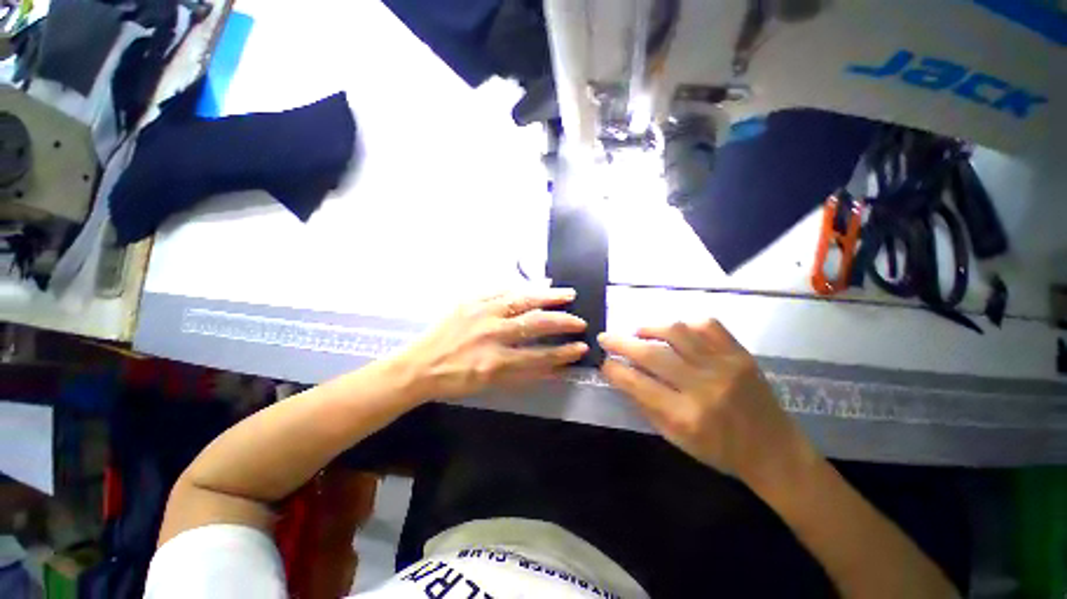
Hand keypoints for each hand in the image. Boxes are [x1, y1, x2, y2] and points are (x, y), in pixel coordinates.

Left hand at [396, 288, 588, 399]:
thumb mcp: (490, 385)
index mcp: (496, 362)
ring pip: (523, 300)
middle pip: (536, 324)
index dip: (564, 352)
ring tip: (568, 294)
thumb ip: (524, 374)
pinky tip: (537, 285)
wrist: (420, 365)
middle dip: (563, 322)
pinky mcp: (472, 300)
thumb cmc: (456, 380)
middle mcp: (492, 334)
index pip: (540, 356)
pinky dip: (523, 287)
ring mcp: (481, 312)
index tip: (581, 348)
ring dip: (549, 297)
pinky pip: (502, 289)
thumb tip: (554, 367)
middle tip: (580, 321)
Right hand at [599, 320, 813, 485]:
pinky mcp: (740, 354)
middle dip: (621, 343)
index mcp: (686, 415)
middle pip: (652, 354)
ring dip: (650, 328)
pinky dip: (685, 325)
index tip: (603, 361)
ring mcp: (725, 366)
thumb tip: (620, 374)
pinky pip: (707, 325)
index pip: (637, 383)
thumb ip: (645, 403)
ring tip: (638, 332)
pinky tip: (675, 332)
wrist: (774, 450)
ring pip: (677, 332)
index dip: (614, 369)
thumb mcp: (675, 437)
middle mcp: (704, 386)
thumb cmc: (719, 450)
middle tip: (606, 338)